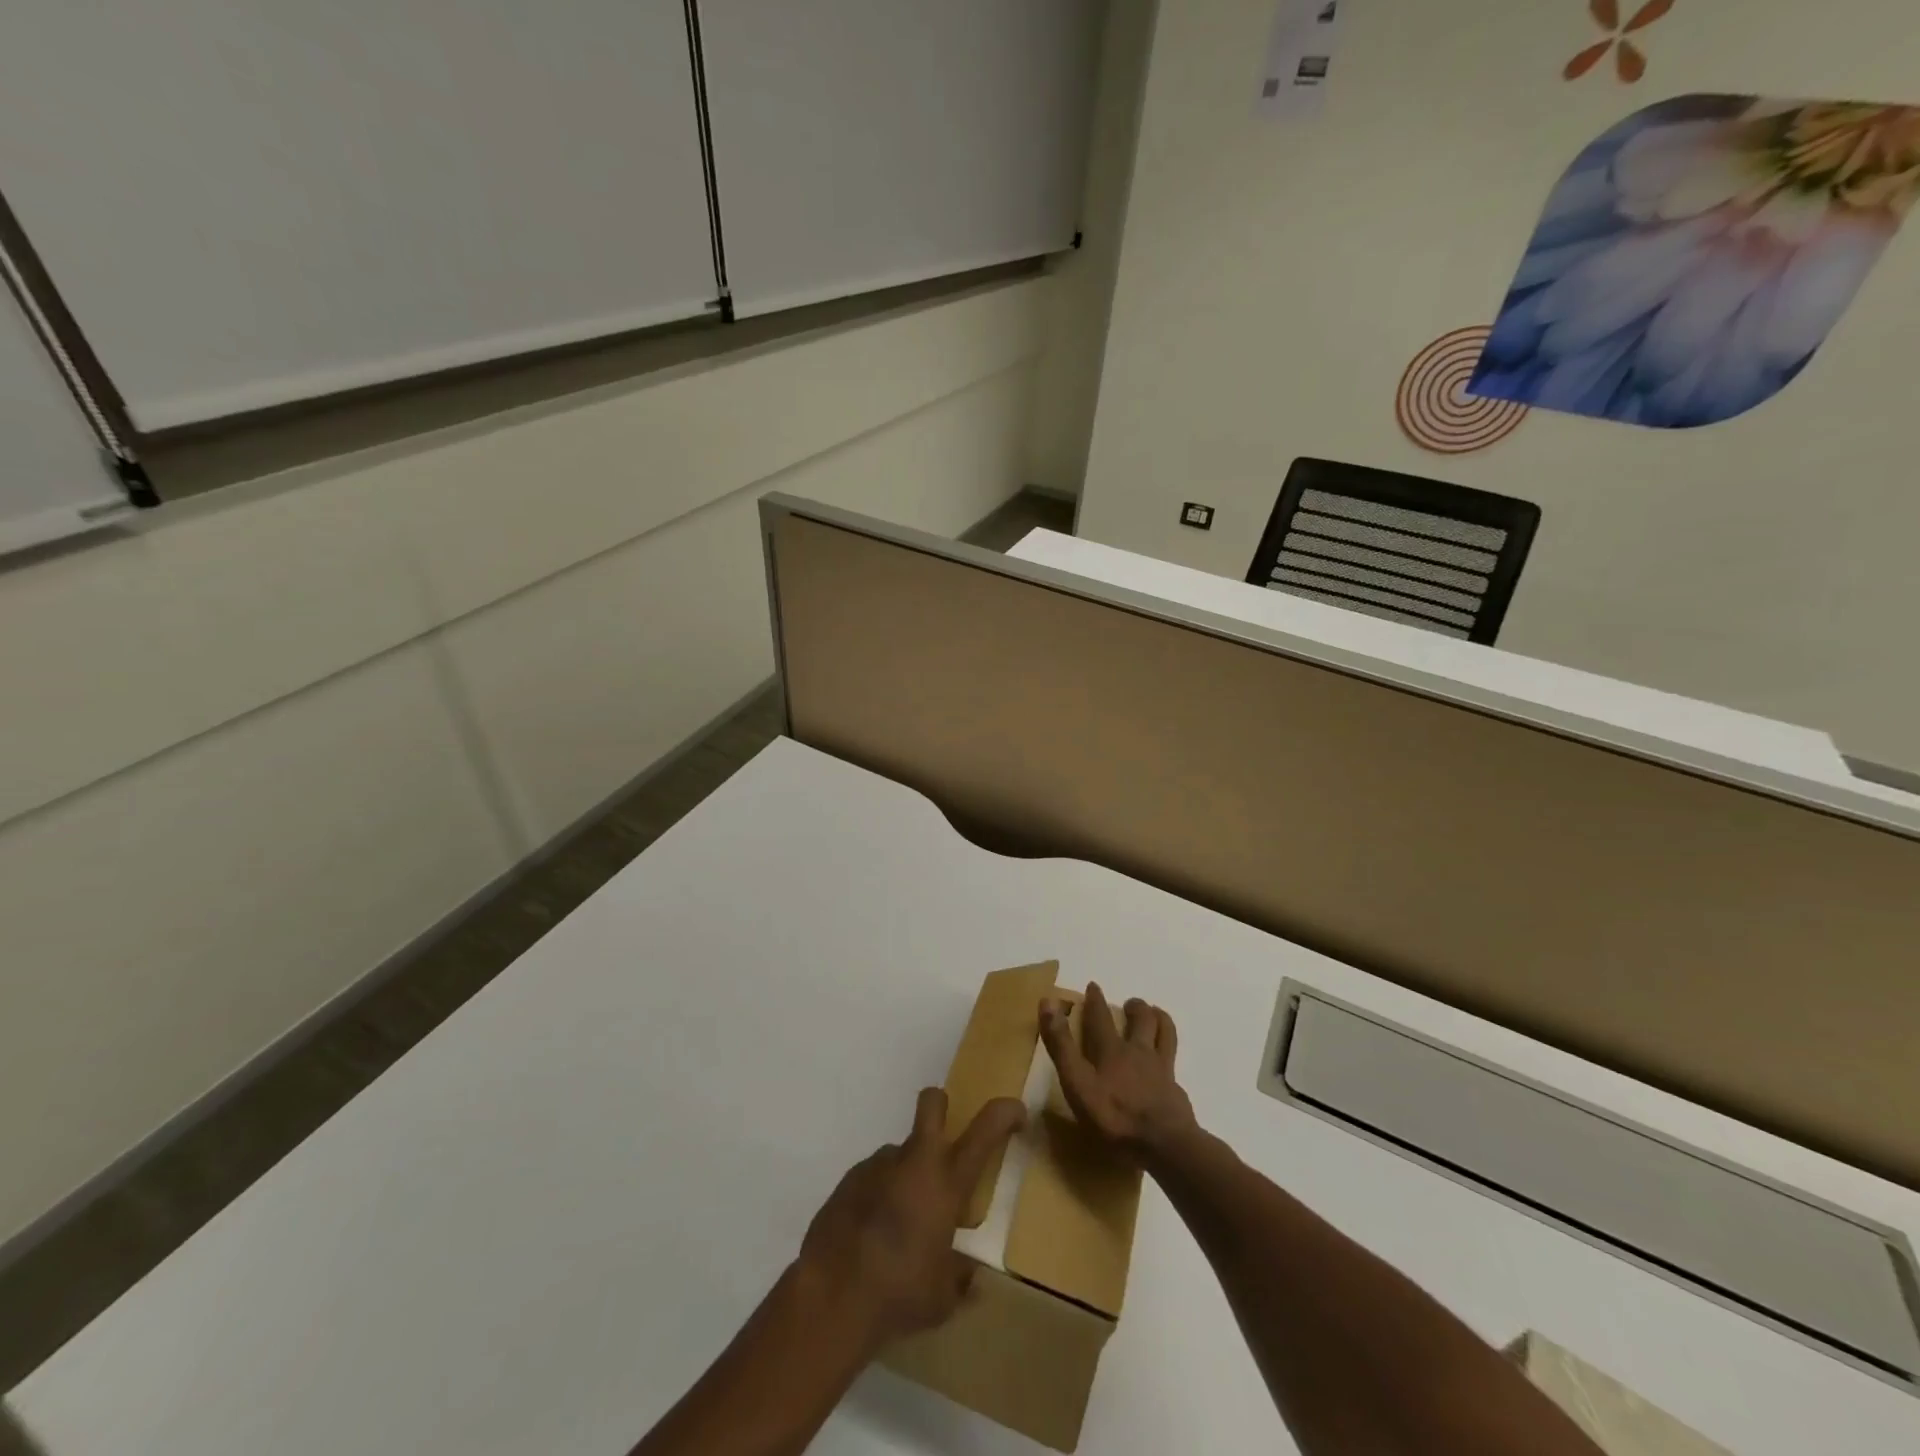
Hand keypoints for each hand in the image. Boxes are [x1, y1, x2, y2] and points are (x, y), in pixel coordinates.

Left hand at [796, 1088, 1025, 1349]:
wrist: (832, 1295)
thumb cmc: (901, 1292)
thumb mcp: (943, 1298)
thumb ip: (959, 1279)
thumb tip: (970, 1276)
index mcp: (947, 1183)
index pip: (986, 1130)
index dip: (1005, 1112)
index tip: (1017, 1114)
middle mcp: (915, 1162)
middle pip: (932, 1103)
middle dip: (941, 1107)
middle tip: (944, 1140)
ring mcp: (878, 1165)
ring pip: (899, 1152)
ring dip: (905, 1175)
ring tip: (899, 1224)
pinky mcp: (849, 1179)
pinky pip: (873, 1177)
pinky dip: (879, 1195)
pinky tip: (871, 1234)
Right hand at [1040, 983, 1196, 1164]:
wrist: (1164, 1144)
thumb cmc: (1114, 1116)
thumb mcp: (1077, 1081)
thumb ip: (1061, 1045)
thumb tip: (1047, 1002)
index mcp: (1111, 1050)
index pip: (1100, 1017)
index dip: (1094, 1000)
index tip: (1093, 986)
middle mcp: (1138, 1052)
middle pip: (1141, 1019)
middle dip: (1135, 1007)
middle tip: (1130, 1004)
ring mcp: (1161, 1070)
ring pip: (1165, 1033)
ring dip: (1159, 1019)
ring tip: (1156, 1015)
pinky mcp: (1175, 1090)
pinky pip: (1174, 1062)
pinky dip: (1169, 1053)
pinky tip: (1167, 1062)